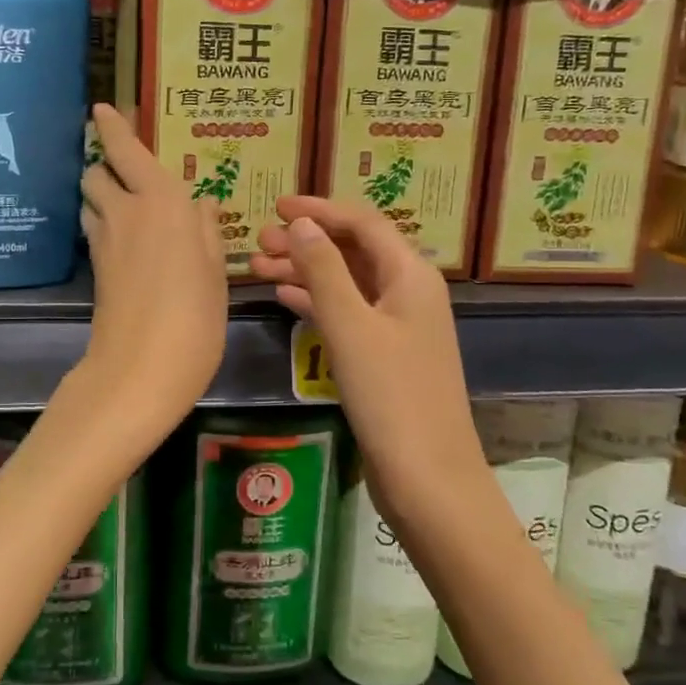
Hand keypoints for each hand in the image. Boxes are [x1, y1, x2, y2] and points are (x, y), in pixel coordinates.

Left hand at [78, 104, 227, 441]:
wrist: (141, 370)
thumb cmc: (194, 315)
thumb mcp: (215, 271)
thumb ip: (207, 230)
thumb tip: (204, 203)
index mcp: (160, 201)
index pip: (124, 151)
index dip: (111, 128)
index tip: (100, 109)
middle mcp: (125, 212)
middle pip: (96, 174)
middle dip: (105, 166)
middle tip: (129, 172)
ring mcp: (104, 243)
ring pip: (90, 202)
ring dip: (102, 195)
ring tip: (130, 205)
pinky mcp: (95, 271)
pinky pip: (96, 231)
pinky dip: (106, 224)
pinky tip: (131, 240)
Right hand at [249, 196, 482, 515]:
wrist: (427, 478)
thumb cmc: (391, 396)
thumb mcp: (351, 327)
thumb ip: (324, 271)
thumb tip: (302, 224)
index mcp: (410, 275)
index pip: (363, 224)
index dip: (320, 210)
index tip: (277, 207)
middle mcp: (408, 293)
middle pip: (354, 251)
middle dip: (307, 242)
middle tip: (259, 242)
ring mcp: (398, 327)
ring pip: (347, 283)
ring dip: (306, 272)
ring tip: (258, 267)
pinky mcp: (385, 357)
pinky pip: (347, 314)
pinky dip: (316, 302)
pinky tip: (284, 298)